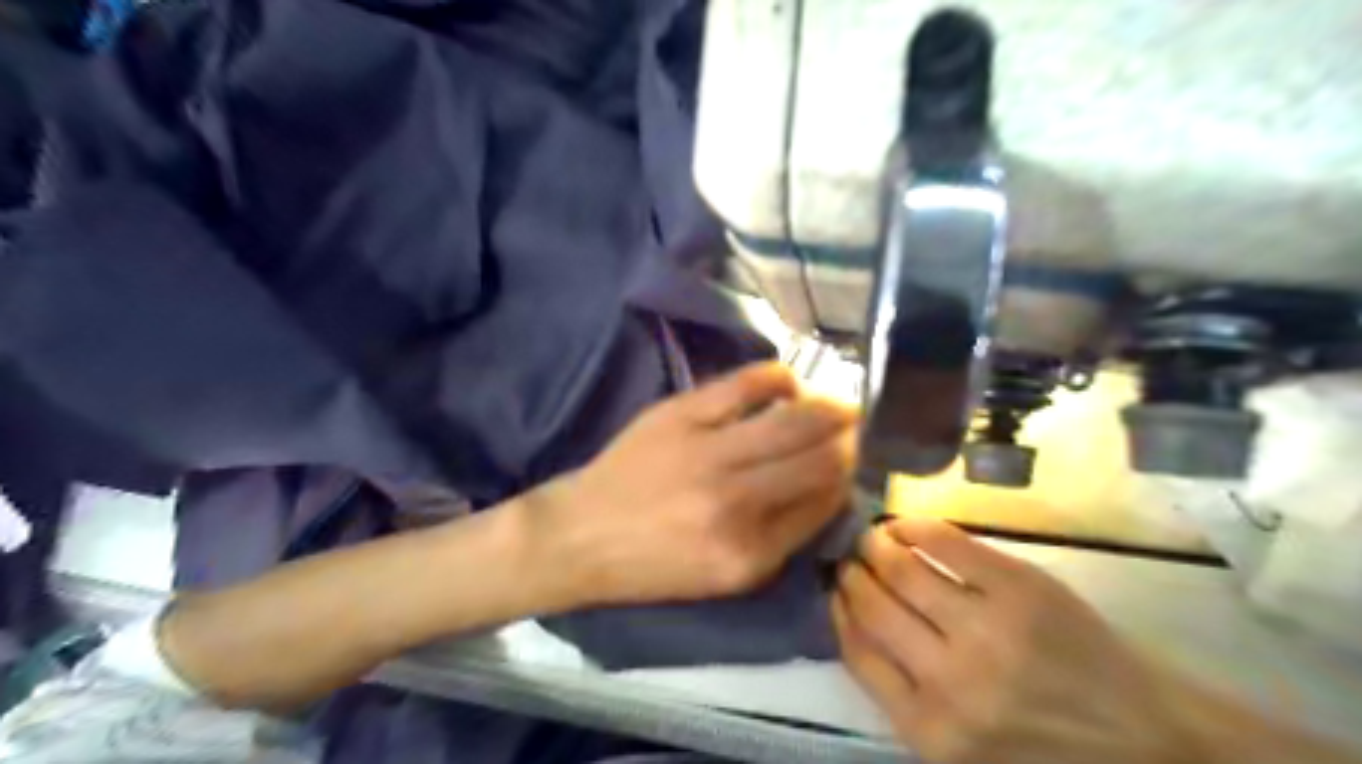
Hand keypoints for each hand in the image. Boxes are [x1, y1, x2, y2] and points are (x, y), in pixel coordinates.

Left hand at [529, 362, 847, 607]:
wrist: (581, 535)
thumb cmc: (653, 565)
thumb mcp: (725, 577)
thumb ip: (781, 539)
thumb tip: (827, 490)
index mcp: (749, 553)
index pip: (823, 504)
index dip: (848, 480)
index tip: (856, 465)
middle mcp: (736, 502)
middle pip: (818, 460)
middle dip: (850, 444)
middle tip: (860, 432)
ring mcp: (708, 451)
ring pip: (794, 421)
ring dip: (830, 410)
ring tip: (843, 406)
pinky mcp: (681, 414)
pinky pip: (746, 384)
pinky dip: (779, 378)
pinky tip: (790, 384)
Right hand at [825, 518, 1187, 763]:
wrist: (1147, 740)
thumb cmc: (1044, 746)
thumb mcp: (960, 747)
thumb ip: (902, 694)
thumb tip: (853, 619)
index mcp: (930, 730)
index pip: (856, 651)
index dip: (839, 610)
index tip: (835, 589)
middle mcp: (950, 680)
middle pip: (873, 606)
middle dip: (852, 574)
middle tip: (850, 558)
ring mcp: (987, 628)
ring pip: (902, 570)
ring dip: (876, 546)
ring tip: (872, 539)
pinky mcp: (1019, 587)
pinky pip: (946, 543)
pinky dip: (914, 527)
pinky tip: (904, 526)